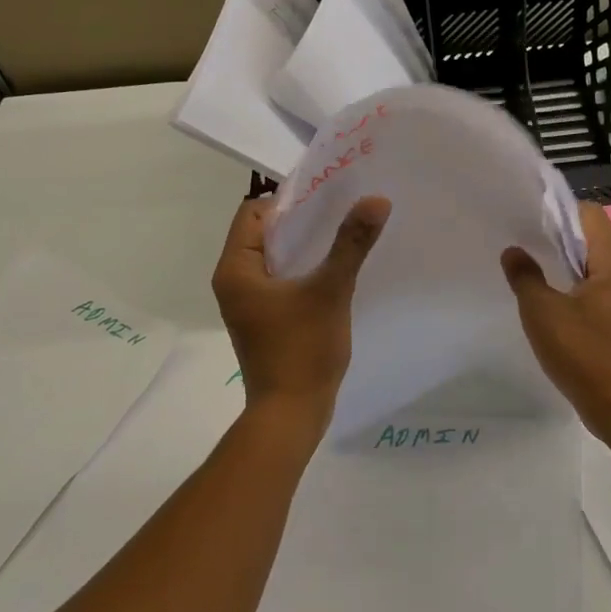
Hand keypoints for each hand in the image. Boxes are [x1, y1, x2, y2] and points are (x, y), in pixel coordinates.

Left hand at [212, 193, 390, 440]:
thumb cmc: (302, 349)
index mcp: (235, 269)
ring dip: (305, 246)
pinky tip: (335, 270)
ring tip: (343, 235)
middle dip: (301, 221)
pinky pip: (281, 280)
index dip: (287, 200)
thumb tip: (376, 200)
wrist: (291, 414)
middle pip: (264, 233)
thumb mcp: (330, 290)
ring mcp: (248, 303)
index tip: (325, 197)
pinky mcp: (264, 319)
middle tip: (341, 210)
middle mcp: (234, 282)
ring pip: (275, 258)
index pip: (253, 212)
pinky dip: (304, 269)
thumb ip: (351, 243)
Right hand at [501, 202, 610, 439]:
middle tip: (524, 241)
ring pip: (595, 266)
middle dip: (559, 236)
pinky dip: (575, 287)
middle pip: (593, 238)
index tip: (530, 218)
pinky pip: (598, 290)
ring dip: (566, 263)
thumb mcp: (543, 313)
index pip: (590, 215)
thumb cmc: (584, 354)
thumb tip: (514, 251)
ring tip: (533, 269)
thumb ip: (525, 277)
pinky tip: (551, 302)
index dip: (560, 210)